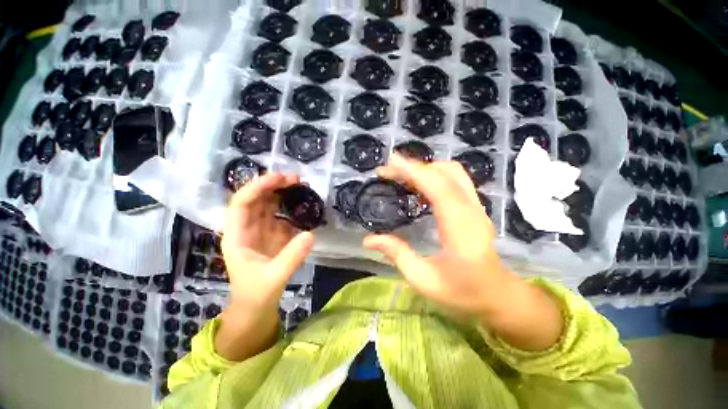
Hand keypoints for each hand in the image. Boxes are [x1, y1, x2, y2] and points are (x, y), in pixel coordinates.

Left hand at [222, 172, 314, 310]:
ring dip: (282, 192)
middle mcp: (247, 228)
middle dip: (273, 185)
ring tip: (301, 186)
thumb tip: (310, 233)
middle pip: (256, 198)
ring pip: (268, 203)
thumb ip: (292, 257)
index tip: (279, 178)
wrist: (257, 306)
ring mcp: (261, 229)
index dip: (258, 187)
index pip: (242, 203)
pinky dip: (291, 205)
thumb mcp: (274, 278)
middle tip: (296, 179)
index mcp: (237, 236)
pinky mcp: (273, 233)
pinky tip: (303, 203)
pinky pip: (281, 213)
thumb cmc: (257, 293)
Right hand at [364, 154, 562, 350]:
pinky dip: (433, 175)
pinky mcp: (474, 207)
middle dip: (413, 167)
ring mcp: (475, 206)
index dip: (414, 171)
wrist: (498, 295)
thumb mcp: (424, 280)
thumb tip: (369, 239)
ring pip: (452, 172)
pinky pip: (454, 180)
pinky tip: (418, 184)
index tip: (391, 162)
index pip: (438, 187)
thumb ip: (397, 255)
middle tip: (388, 171)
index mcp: (459, 228)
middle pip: (445, 174)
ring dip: (425, 168)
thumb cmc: (463, 292)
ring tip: (400, 174)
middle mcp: (471, 210)